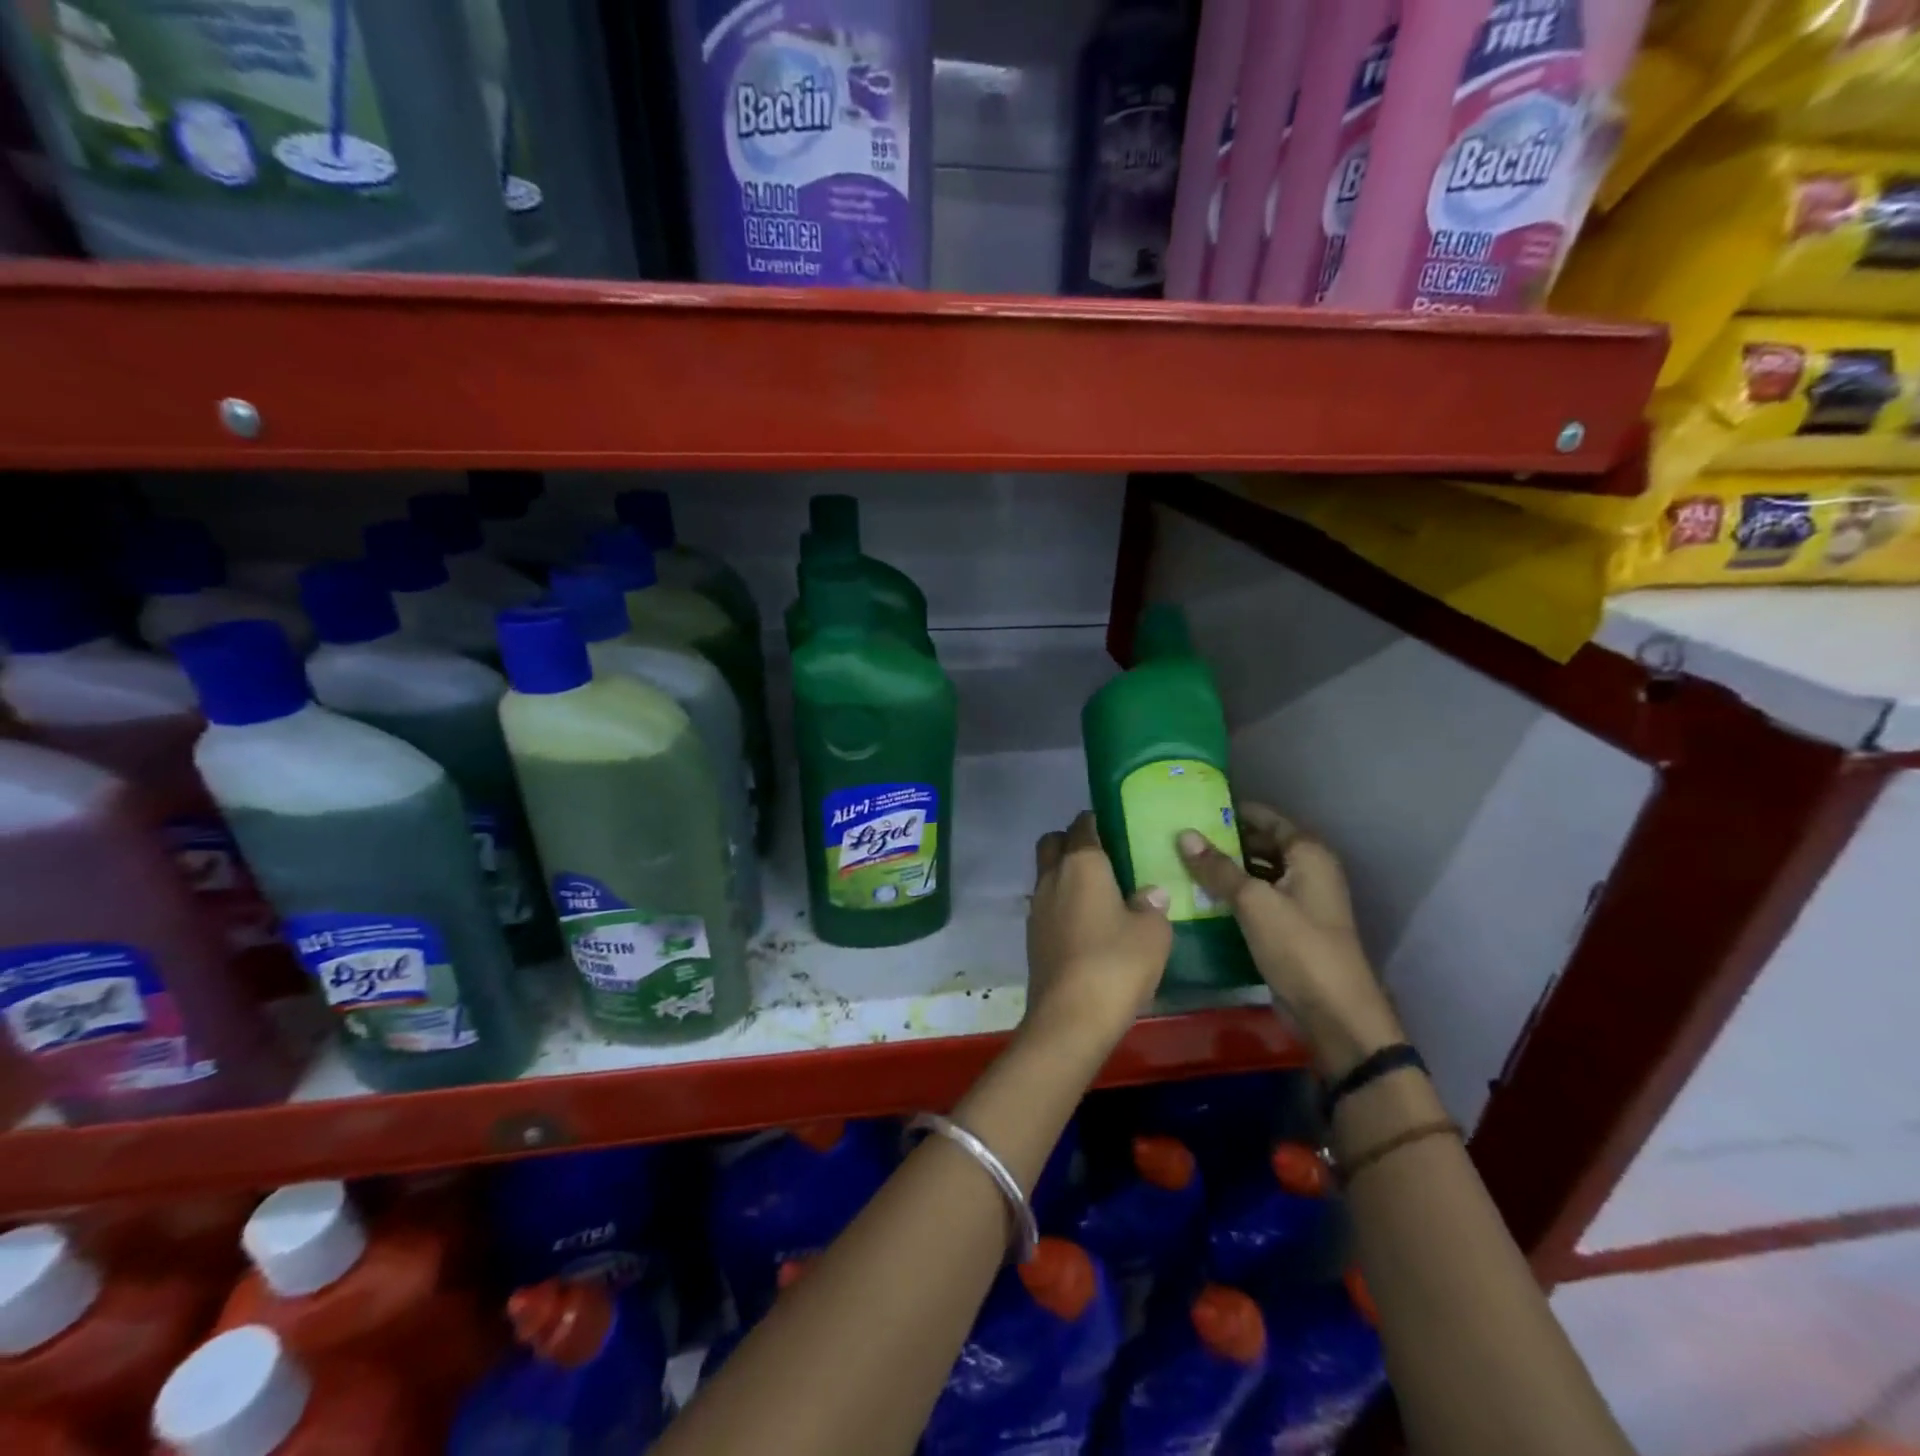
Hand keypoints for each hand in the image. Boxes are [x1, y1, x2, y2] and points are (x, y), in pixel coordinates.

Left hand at [1024, 812, 1172, 1052]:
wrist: (1070, 1016)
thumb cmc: (1116, 963)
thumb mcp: (1153, 933)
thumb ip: (1152, 905)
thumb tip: (1149, 893)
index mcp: (1082, 863)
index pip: (1083, 825)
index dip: (1097, 821)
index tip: (1114, 827)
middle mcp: (1052, 876)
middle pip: (1053, 843)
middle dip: (1071, 842)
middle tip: (1102, 858)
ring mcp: (1037, 907)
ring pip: (1046, 874)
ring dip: (1064, 875)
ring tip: (1097, 894)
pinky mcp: (1032, 935)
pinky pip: (1046, 904)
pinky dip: (1061, 904)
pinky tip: (1085, 925)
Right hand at [1178, 804, 1401, 1076]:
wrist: (1334, 1014)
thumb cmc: (1299, 947)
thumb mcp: (1253, 902)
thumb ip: (1218, 868)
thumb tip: (1184, 835)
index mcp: (1308, 854)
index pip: (1267, 818)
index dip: (1233, 811)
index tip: (1194, 807)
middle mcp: (1309, 871)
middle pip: (1261, 844)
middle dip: (1225, 841)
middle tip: (1181, 837)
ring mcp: (1301, 901)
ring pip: (1257, 874)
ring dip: (1226, 870)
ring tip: (1183, 863)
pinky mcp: (1290, 928)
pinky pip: (1257, 900)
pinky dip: (1233, 895)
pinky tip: (1201, 896)